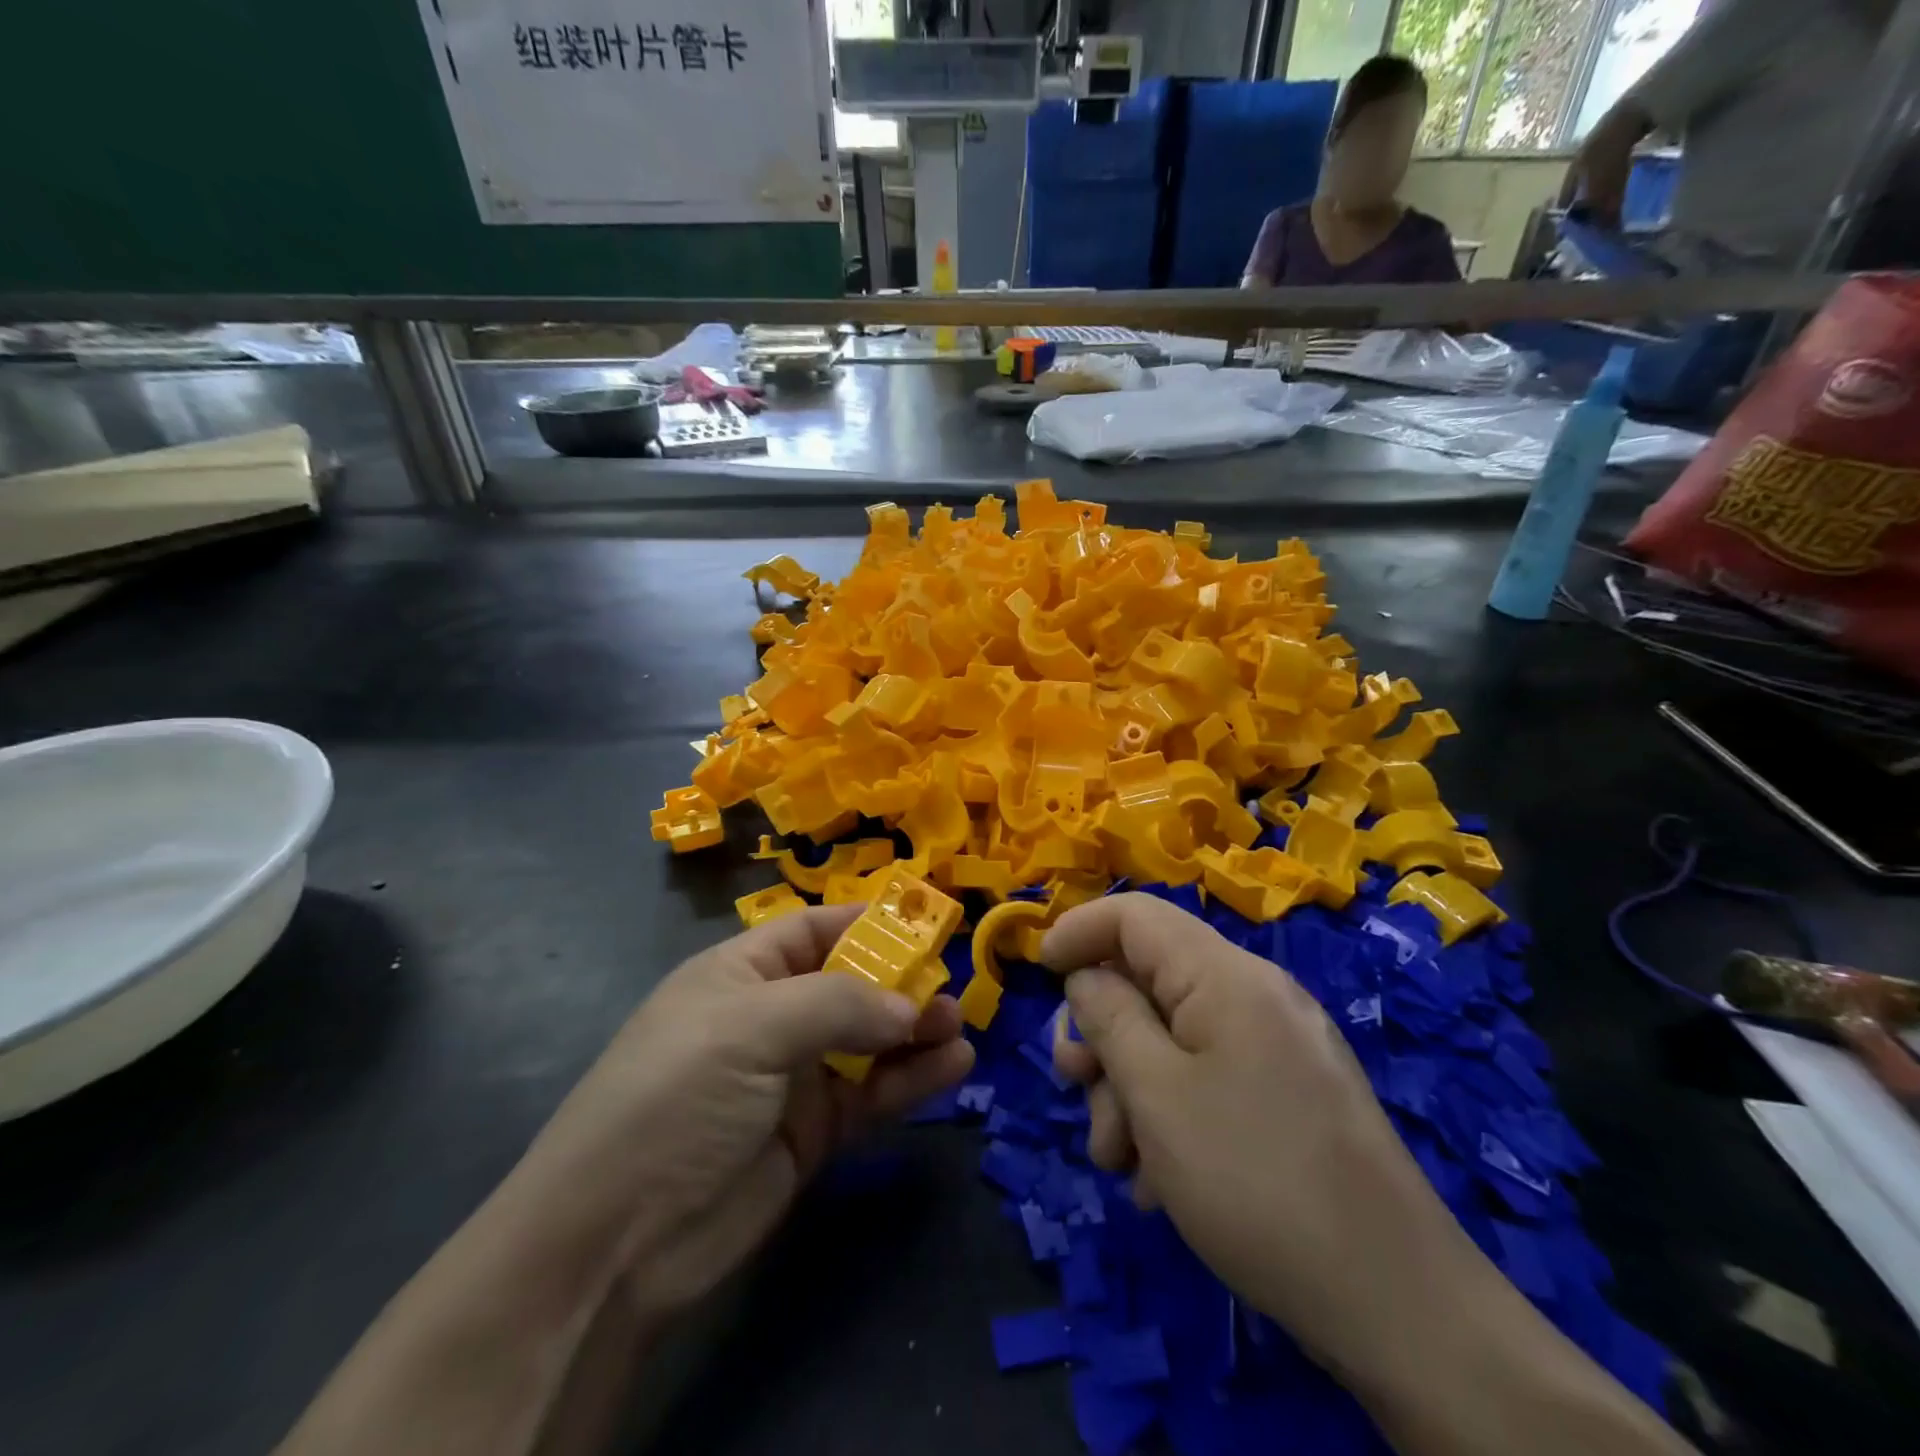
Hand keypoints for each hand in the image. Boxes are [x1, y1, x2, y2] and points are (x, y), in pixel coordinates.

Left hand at [511, 905, 974, 1316]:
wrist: (615, 1242)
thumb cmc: (678, 1095)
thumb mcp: (752, 1027)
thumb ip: (839, 1005)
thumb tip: (909, 1005)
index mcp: (742, 974)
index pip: (813, 931)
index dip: (866, 924)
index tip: (925, 925)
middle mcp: (770, 1018)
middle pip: (849, 985)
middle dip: (900, 983)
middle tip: (949, 990)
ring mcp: (791, 1078)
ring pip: (867, 1042)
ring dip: (914, 1032)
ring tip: (959, 1028)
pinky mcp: (811, 1135)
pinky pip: (870, 1095)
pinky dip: (910, 1081)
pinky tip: (952, 1068)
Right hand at [1043, 893, 1469, 1374]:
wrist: (1398, 1306)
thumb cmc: (1255, 1183)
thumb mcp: (1156, 1095)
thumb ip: (1109, 1019)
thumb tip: (1086, 977)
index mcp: (1226, 976)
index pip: (1135, 914)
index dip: (1078, 930)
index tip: (1039, 973)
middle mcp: (1255, 995)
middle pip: (1149, 978)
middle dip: (1101, 1033)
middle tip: (1075, 1087)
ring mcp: (1278, 1045)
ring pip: (1173, 1036)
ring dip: (1130, 1088)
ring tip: (1122, 1162)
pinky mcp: (1289, 1093)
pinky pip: (1209, 1076)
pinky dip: (1171, 1112)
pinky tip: (1162, 1180)